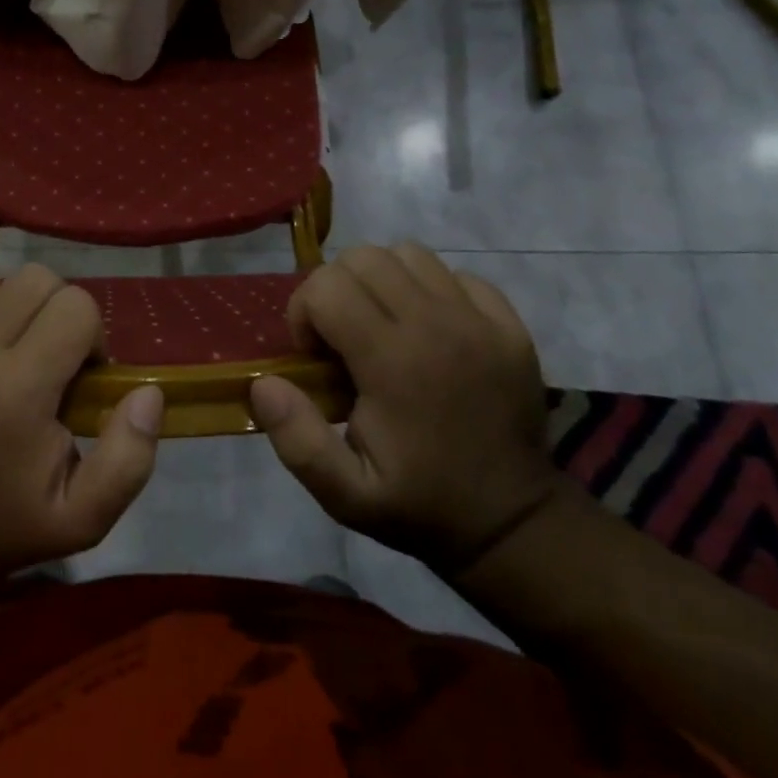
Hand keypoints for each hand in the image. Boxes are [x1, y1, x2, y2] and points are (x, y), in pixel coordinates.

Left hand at [0, 263, 164, 581]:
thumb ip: (129, 457)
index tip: (78, 371)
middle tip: (45, 352)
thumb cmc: (9, 524)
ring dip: (4, 302)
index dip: (89, 334)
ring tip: (2, 343)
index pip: (75, 306)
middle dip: (53, 309)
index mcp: (18, 393)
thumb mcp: (85, 516)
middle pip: (33, 279)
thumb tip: (148, 392)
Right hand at [248, 243, 561, 568]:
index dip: (304, 312)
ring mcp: (479, 320)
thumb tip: (263, 382)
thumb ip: (297, 440)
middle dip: (335, 289)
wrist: (514, 523)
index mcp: (393, 362)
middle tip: (341, 337)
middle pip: (363, 258)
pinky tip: (429, 329)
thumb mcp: (345, 495)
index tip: (314, 356)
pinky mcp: (509, 324)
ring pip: (408, 253)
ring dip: (380, 280)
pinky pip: (456, 273)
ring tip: (381, 324)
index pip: (327, 287)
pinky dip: (431, 288)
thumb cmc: (421, 506)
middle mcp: (437, 325)